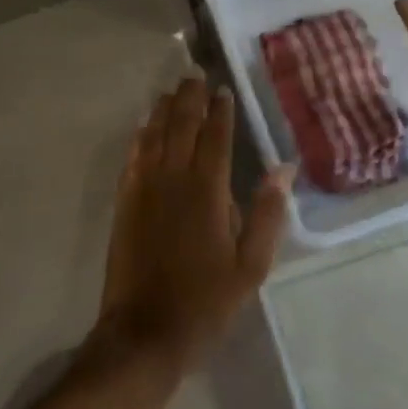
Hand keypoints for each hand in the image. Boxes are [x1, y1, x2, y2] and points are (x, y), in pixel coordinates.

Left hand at [97, 77, 294, 371]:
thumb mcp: (251, 265)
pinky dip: (139, 137)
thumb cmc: (206, 301)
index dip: (220, 111)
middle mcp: (173, 179)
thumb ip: (266, 213)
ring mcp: (144, 190)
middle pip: (180, 127)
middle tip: (194, 76)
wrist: (145, 333)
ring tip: (171, 91)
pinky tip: (142, 127)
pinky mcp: (125, 204)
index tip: (223, 89)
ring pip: (153, 136)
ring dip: (163, 110)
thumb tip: (283, 168)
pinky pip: (132, 159)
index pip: (215, 138)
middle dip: (189, 99)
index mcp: (207, 191)